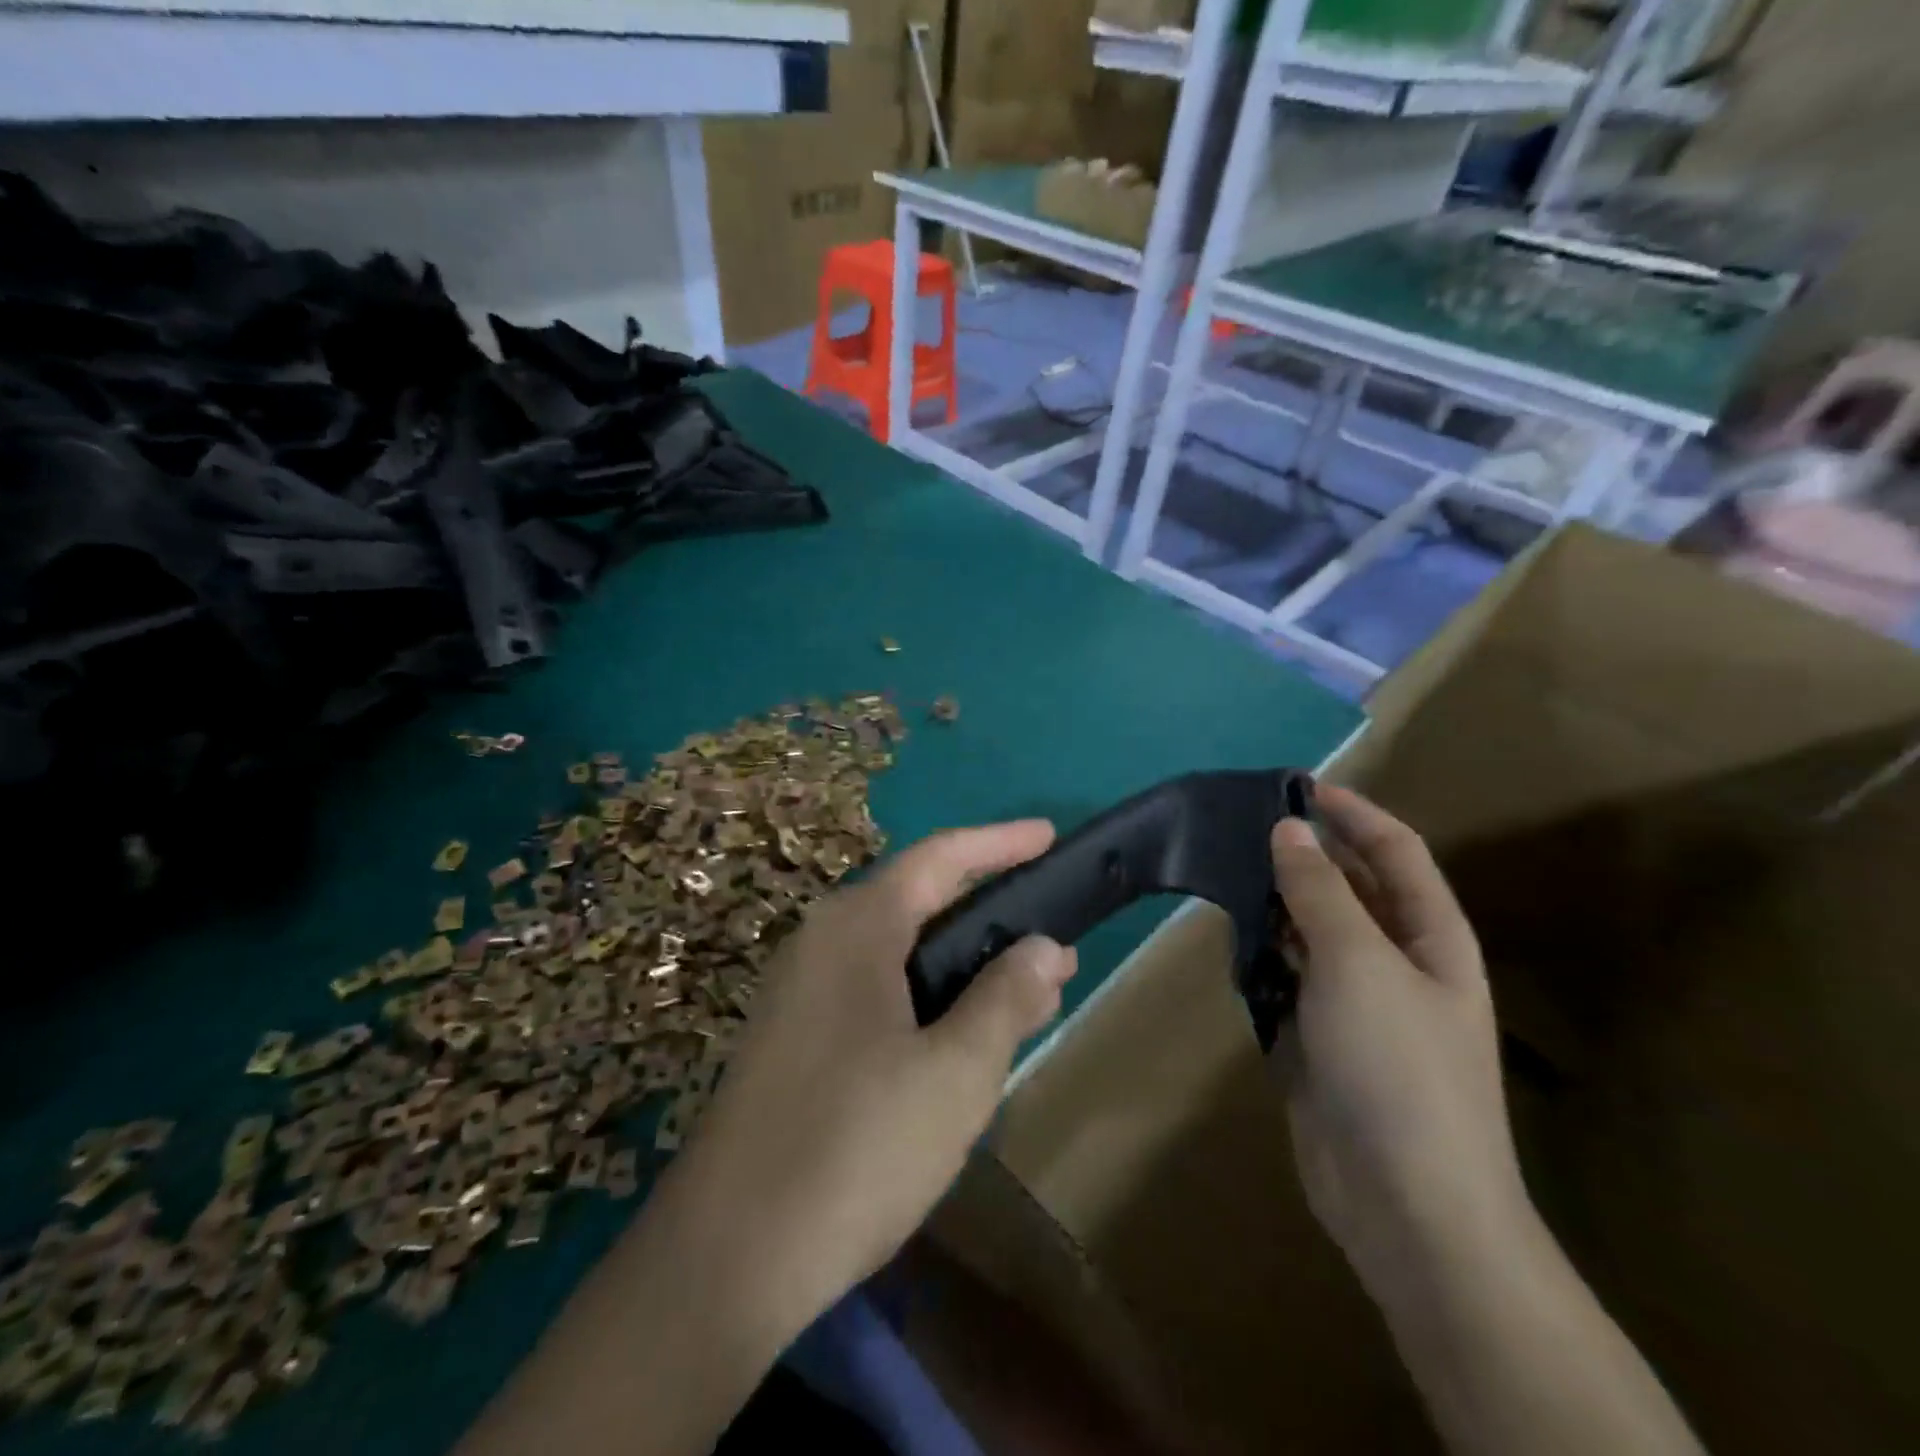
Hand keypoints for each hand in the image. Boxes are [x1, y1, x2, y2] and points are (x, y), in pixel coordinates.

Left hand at [666, 821, 1077, 1333]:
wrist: (726, 1257)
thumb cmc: (855, 1148)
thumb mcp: (956, 1073)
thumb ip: (1006, 998)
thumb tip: (1044, 945)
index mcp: (857, 927)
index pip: (940, 859)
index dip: (1000, 842)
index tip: (1050, 837)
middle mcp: (822, 941)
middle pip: (919, 901)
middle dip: (990, 914)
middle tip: (1053, 938)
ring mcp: (800, 991)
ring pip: (899, 953)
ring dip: (963, 965)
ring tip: (1026, 991)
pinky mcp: (794, 1037)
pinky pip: (875, 990)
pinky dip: (928, 998)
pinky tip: (962, 1037)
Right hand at [1270, 787, 1530, 1294]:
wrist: (1405, 1203)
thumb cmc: (1398, 1069)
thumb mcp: (1357, 963)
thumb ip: (1319, 892)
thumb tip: (1289, 830)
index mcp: (1430, 936)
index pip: (1394, 850)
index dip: (1352, 812)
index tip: (1294, 785)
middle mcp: (1396, 959)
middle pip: (1349, 886)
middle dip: (1303, 854)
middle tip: (1239, 826)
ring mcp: (1356, 999)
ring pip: (1311, 929)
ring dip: (1274, 902)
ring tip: (1223, 871)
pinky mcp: (1318, 1033)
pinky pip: (1286, 974)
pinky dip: (1260, 953)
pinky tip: (1229, 939)